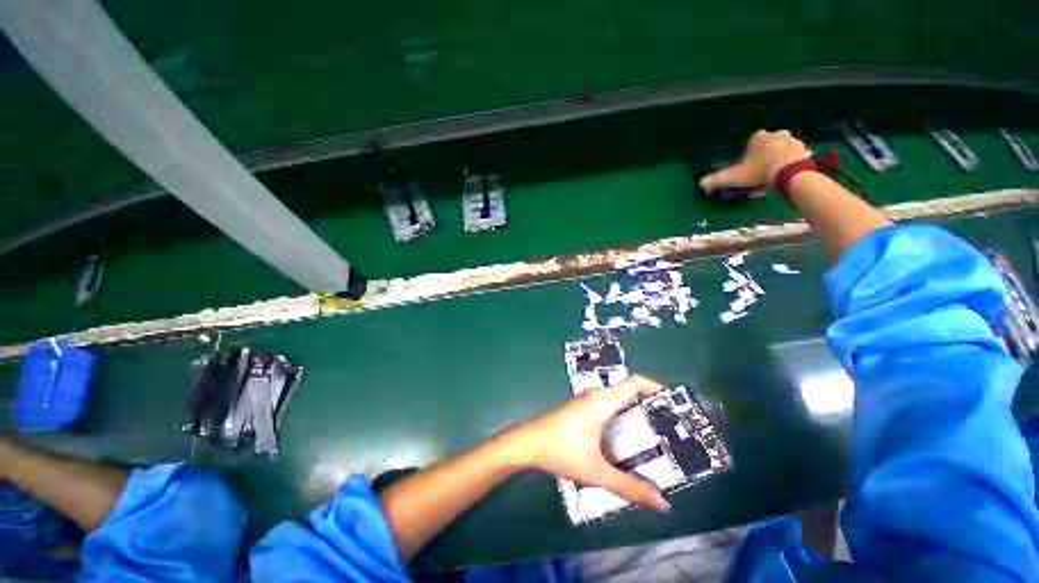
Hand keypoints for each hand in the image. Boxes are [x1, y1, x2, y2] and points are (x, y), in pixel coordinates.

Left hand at [503, 375, 669, 512]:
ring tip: (654, 432)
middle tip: (670, 425)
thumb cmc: (562, 451)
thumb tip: (662, 503)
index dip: (656, 387)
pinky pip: (608, 405)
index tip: (674, 402)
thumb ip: (629, 487)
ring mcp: (587, 400)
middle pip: (628, 391)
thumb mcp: (597, 472)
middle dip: (650, 404)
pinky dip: (622, 415)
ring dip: (635, 410)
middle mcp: (596, 395)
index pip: (634, 383)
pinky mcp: (581, 408)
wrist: (529, 443)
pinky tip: (625, 437)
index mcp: (603, 402)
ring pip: (617, 399)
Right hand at [700, 129, 811, 195]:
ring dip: (776, 162)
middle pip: (766, 147)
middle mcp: (776, 134)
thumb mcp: (734, 177)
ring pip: (780, 152)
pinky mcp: (804, 150)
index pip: (751, 144)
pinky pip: (794, 158)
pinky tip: (784, 178)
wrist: (789, 172)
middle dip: (763, 159)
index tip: (747, 170)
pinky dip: (789, 166)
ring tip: (772, 179)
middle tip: (759, 175)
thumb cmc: (759, 171)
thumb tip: (701, 184)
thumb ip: (717, 180)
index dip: (748, 157)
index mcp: (758, 137)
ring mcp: (792, 140)